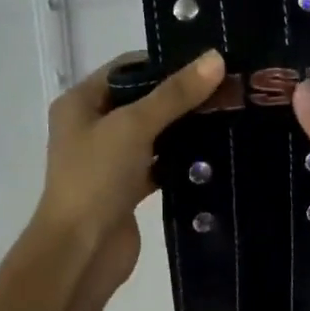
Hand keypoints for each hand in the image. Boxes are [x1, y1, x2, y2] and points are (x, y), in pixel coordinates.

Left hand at [33, 49, 226, 300]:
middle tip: (229, 90)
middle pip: (142, 100)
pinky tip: (215, 154)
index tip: (209, 62)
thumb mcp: (134, 126)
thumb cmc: (96, 178)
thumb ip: (174, 94)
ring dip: (183, 129)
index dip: (165, 62)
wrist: (81, 252)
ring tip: (229, 116)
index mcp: (80, 103)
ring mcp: (109, 161)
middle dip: (181, 97)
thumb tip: (216, 58)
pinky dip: (180, 161)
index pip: (126, 68)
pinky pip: (158, 165)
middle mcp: (91, 127)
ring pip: (152, 135)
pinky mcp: (126, 190)